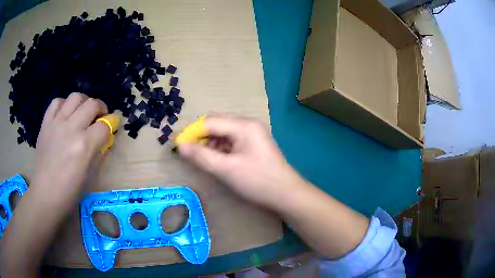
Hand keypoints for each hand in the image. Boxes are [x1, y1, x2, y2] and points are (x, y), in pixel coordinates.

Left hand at [32, 92, 109, 204]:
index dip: (112, 124)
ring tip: (83, 112)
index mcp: (85, 146)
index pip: (104, 126)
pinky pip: (57, 102)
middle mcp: (71, 129)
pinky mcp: (46, 123)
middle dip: (101, 108)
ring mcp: (57, 123)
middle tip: (100, 117)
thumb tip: (105, 137)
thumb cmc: (71, 191)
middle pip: (92, 104)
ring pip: (75, 97)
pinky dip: (64, 104)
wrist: (46, 194)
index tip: (112, 126)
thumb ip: (99, 152)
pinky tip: (65, 114)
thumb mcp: (91, 175)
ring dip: (84, 102)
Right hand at [178, 116, 306, 208]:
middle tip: (189, 153)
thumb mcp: (226, 169)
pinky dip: (220, 149)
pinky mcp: (254, 144)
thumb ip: (201, 156)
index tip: (178, 146)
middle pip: (217, 124)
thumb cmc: (257, 181)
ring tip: (201, 158)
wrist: (286, 194)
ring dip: (210, 143)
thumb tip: (180, 145)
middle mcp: (248, 125)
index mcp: (244, 125)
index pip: (210, 122)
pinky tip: (216, 160)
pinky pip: (232, 141)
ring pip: (223, 133)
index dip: (192, 132)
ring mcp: (252, 134)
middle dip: (201, 137)